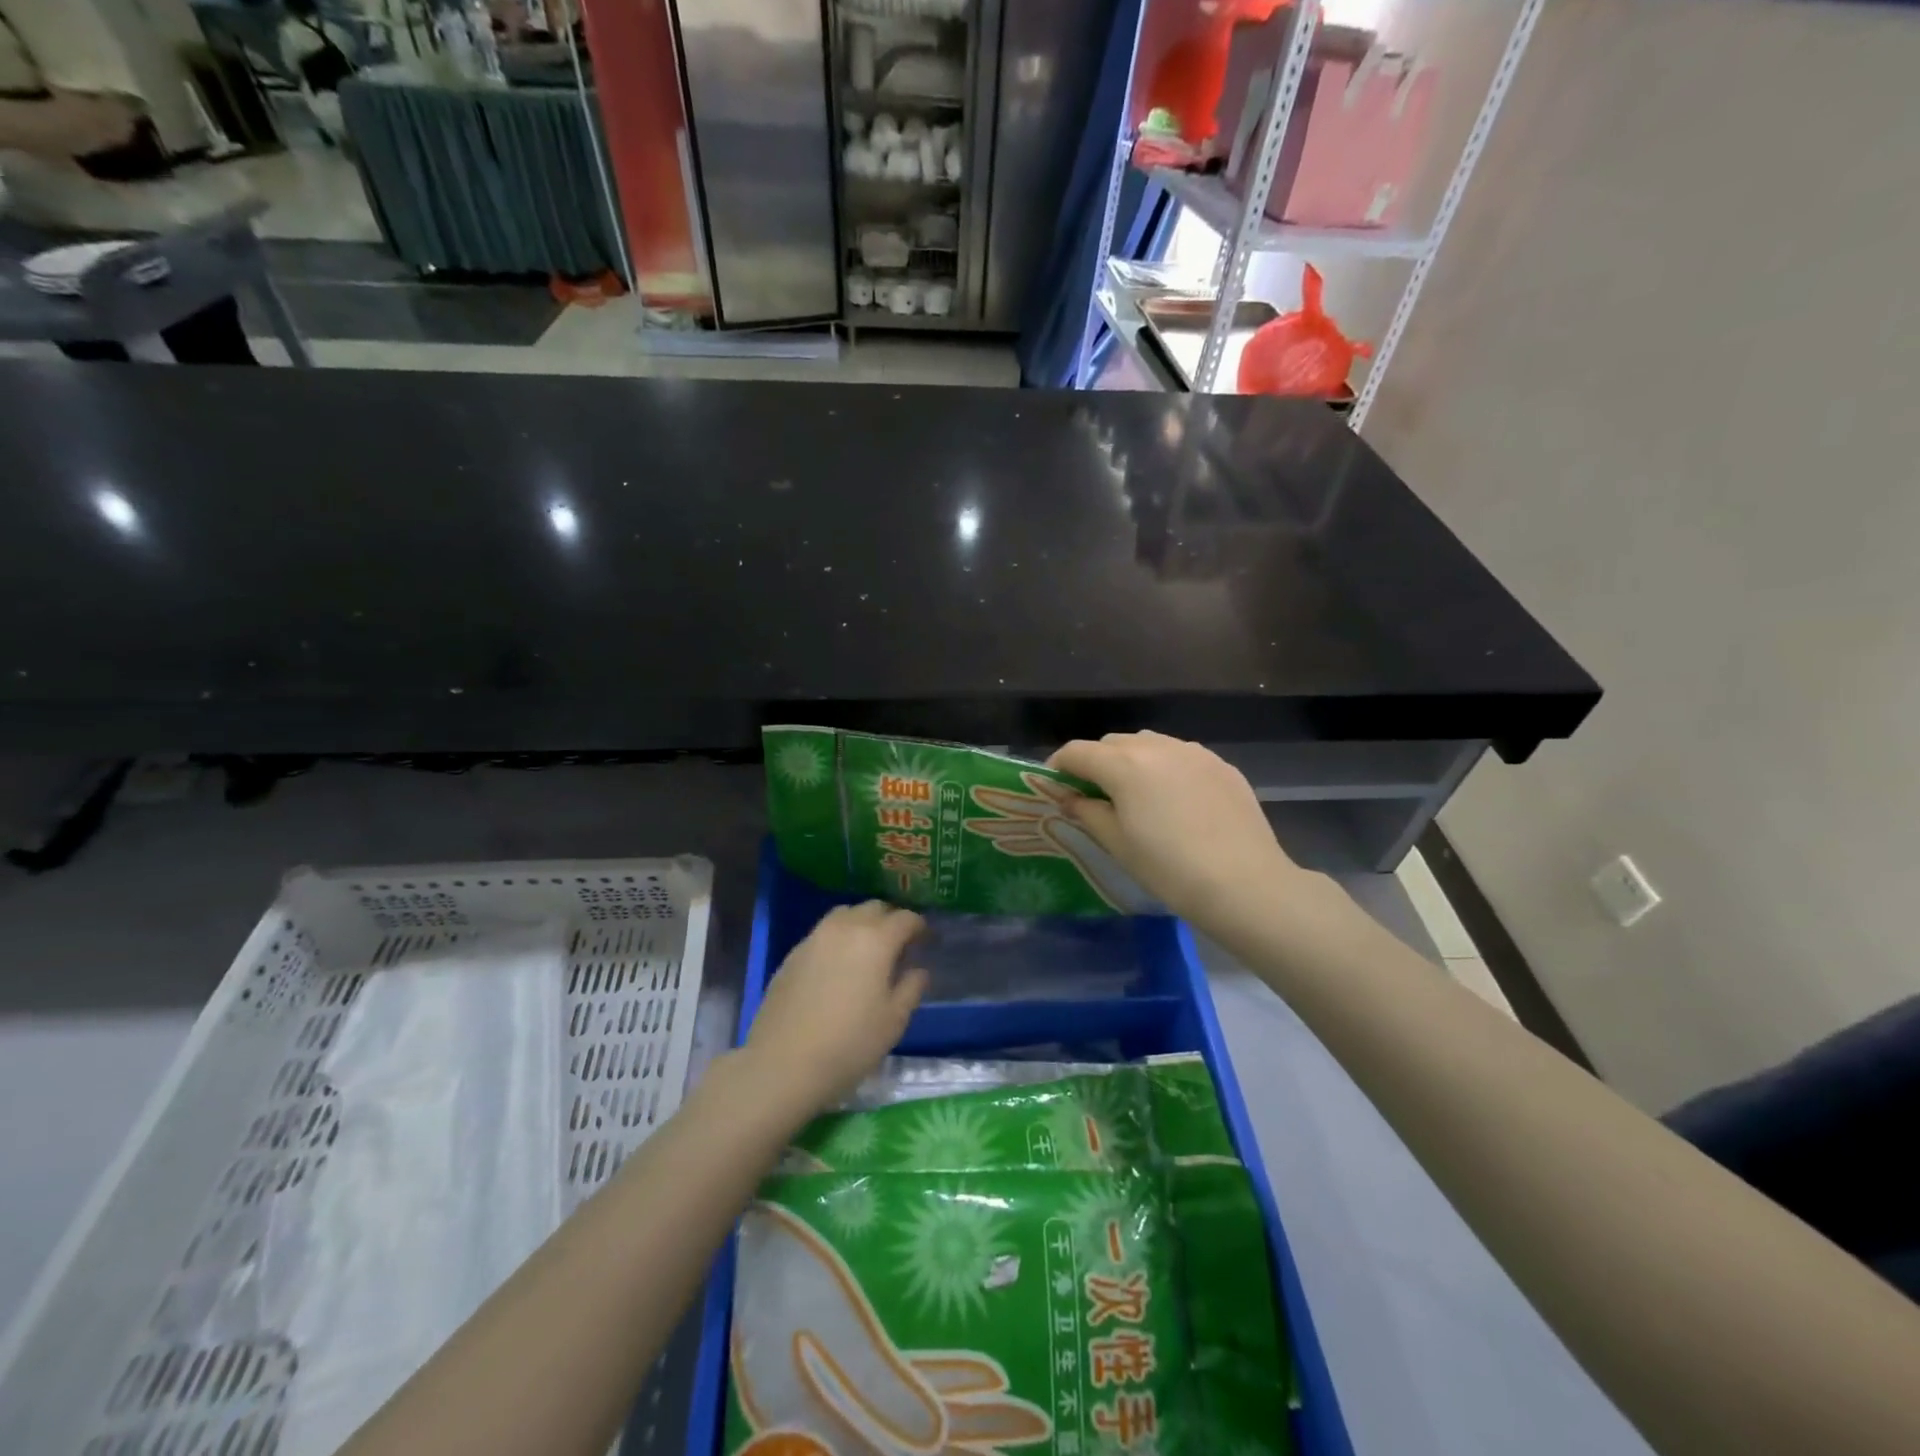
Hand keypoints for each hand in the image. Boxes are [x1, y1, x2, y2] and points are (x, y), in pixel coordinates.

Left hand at [744, 901, 928, 1112]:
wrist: (783, 1064)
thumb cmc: (849, 1044)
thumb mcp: (893, 1021)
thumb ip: (911, 988)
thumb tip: (918, 970)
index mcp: (876, 940)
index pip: (905, 918)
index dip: (919, 926)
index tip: (926, 941)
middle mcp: (845, 928)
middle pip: (874, 908)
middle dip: (890, 920)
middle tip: (899, 945)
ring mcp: (814, 938)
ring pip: (845, 914)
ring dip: (862, 923)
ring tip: (867, 950)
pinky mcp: (793, 954)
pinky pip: (823, 933)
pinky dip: (838, 938)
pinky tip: (838, 966)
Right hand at [1048, 732, 1307, 923]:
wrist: (1244, 884)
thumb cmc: (1169, 868)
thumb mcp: (1117, 843)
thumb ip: (1087, 812)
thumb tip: (1069, 797)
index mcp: (1124, 764)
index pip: (1076, 751)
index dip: (1059, 767)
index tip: (1056, 789)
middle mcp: (1156, 746)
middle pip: (1112, 743)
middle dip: (1096, 763)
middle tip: (1095, 796)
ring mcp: (1193, 752)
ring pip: (1148, 743)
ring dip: (1132, 761)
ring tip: (1137, 795)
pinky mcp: (1221, 764)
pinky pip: (1181, 755)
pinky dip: (1166, 768)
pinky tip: (1175, 801)